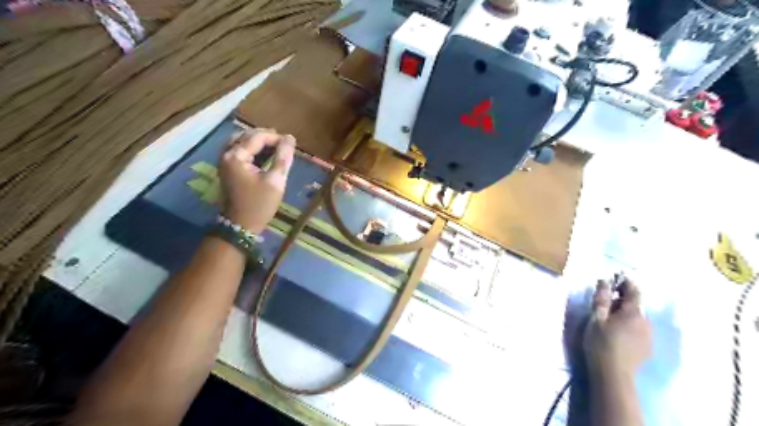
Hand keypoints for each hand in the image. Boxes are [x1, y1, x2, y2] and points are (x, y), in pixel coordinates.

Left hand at [219, 128, 296, 231]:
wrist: (240, 225)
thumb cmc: (259, 204)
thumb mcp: (275, 181)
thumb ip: (283, 158)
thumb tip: (290, 138)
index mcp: (236, 156)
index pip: (257, 137)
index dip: (276, 137)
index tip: (292, 143)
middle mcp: (226, 154)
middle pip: (247, 135)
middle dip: (267, 137)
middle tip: (285, 144)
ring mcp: (224, 161)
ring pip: (241, 141)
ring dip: (258, 141)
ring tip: (276, 147)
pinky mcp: (227, 168)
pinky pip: (238, 149)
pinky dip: (252, 148)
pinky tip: (264, 154)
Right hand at [585, 279, 651, 376]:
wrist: (613, 373)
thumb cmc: (600, 342)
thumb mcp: (596, 318)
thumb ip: (602, 299)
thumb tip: (605, 280)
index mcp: (632, 312)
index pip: (633, 291)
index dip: (625, 283)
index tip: (616, 278)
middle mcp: (645, 321)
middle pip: (635, 305)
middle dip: (622, 301)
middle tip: (605, 303)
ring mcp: (648, 336)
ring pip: (637, 318)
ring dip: (625, 315)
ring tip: (610, 320)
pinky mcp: (647, 348)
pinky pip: (639, 330)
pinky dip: (629, 327)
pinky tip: (618, 334)